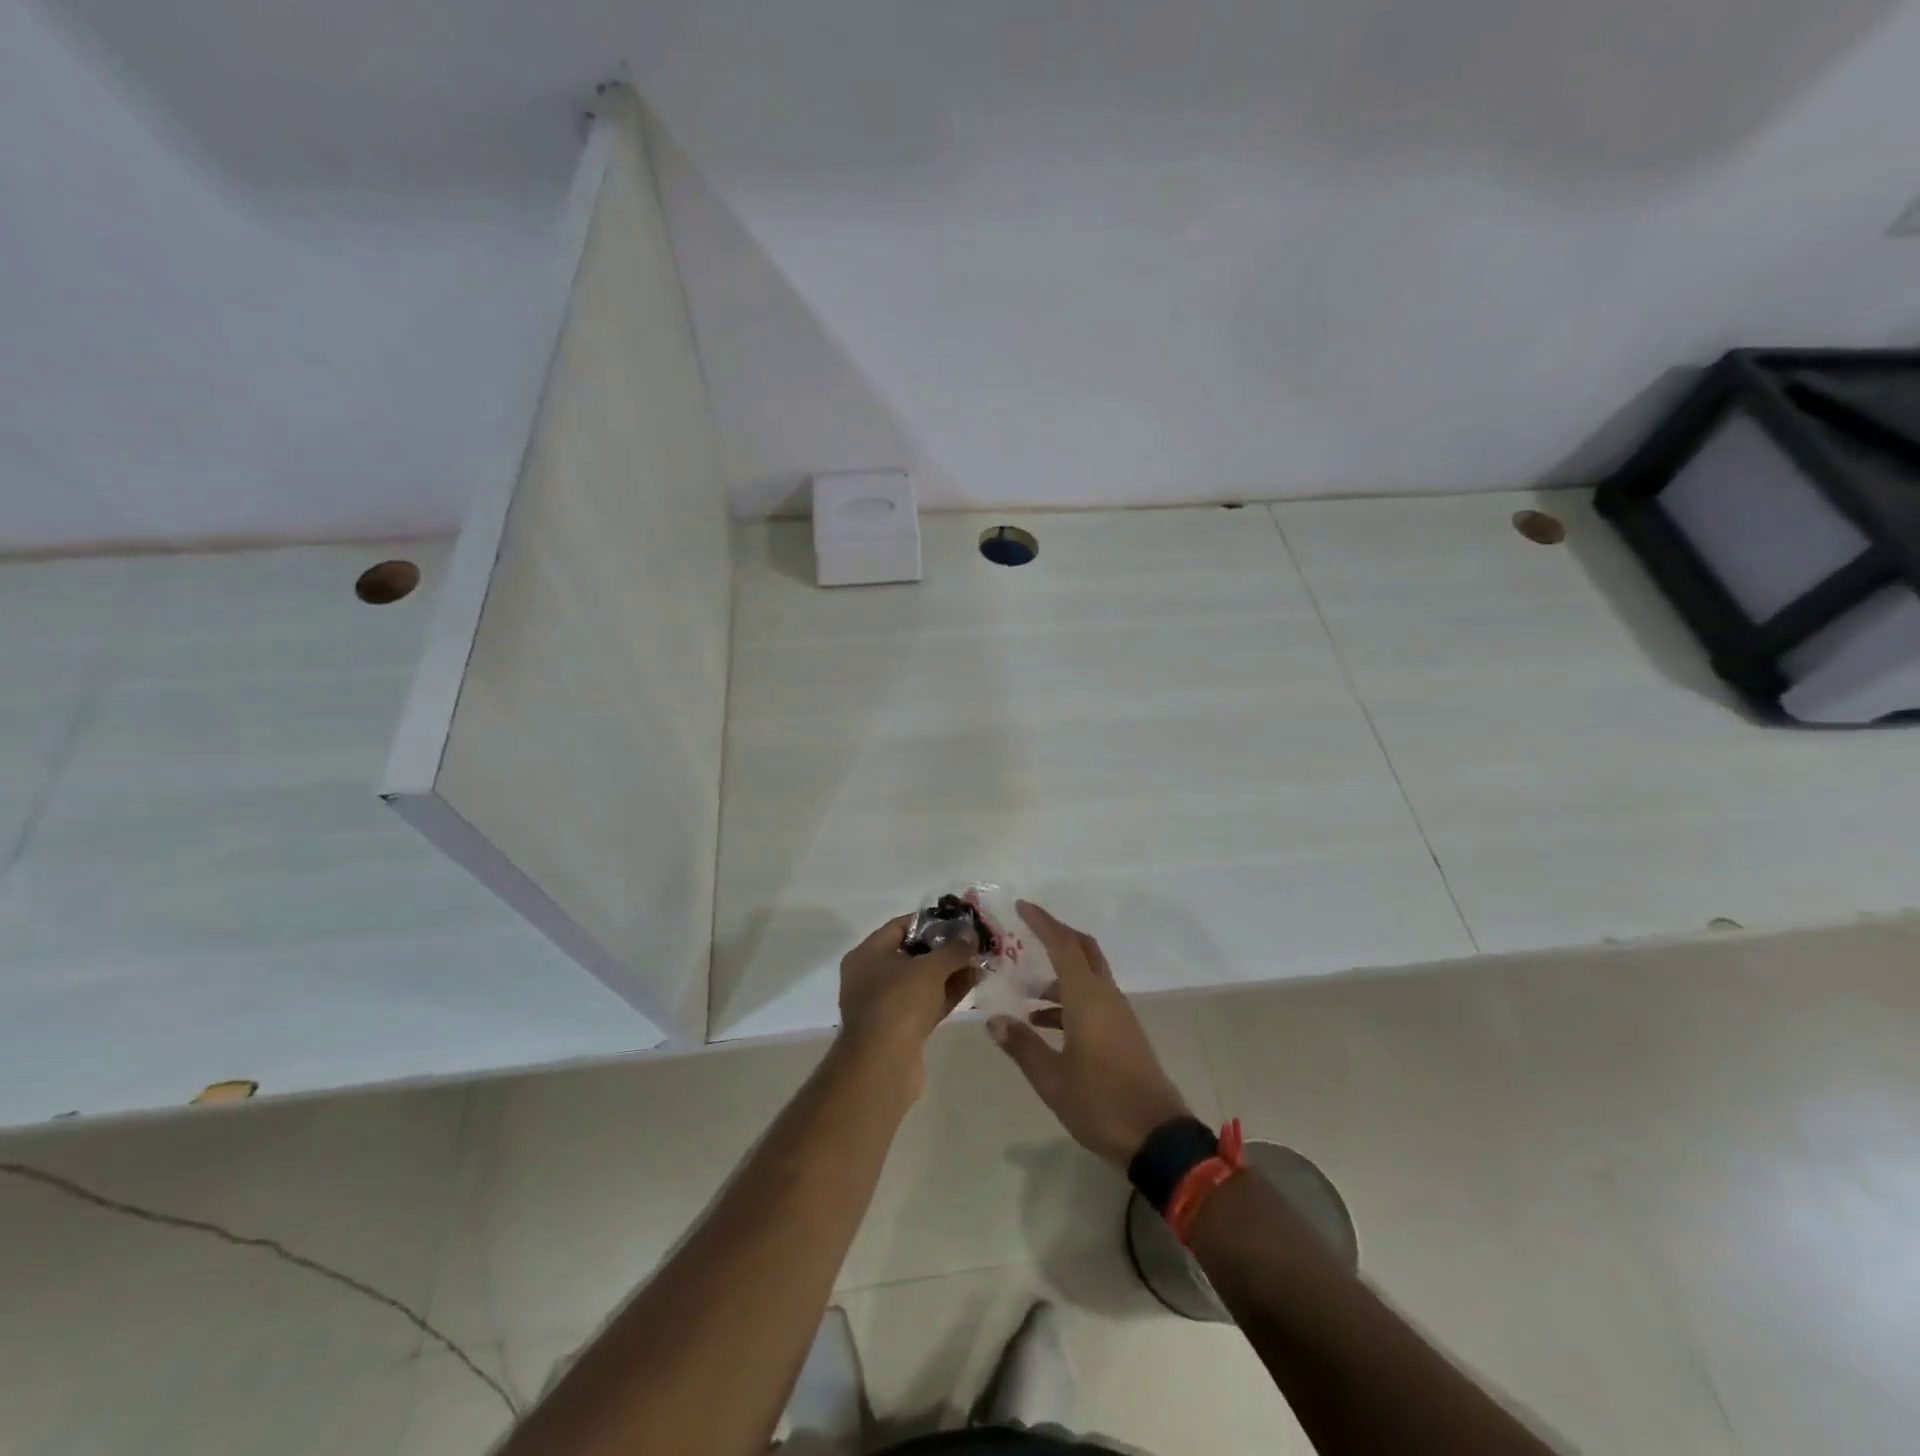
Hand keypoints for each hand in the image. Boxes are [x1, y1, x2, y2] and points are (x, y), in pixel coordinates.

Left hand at [838, 914, 979, 1069]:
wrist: (884, 1065)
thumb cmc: (900, 1002)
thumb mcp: (931, 968)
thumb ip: (953, 948)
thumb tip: (970, 936)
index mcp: (867, 954)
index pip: (900, 926)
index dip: (931, 921)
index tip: (959, 921)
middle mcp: (870, 976)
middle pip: (911, 953)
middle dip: (944, 948)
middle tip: (973, 942)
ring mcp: (884, 1005)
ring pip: (921, 981)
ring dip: (949, 972)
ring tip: (980, 961)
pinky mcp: (899, 1028)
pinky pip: (925, 1002)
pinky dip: (946, 993)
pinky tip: (973, 983)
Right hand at [987, 901, 1191, 1166]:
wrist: (1157, 1137)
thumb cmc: (1100, 1103)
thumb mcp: (1051, 1078)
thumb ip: (1022, 1045)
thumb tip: (995, 1020)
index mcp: (1088, 998)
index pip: (1063, 945)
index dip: (1043, 922)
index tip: (1022, 907)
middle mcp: (1106, 996)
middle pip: (1083, 950)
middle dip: (1057, 936)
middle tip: (1028, 933)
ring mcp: (1119, 1015)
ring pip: (1088, 977)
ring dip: (1059, 975)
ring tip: (1024, 991)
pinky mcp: (1124, 1033)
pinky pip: (1094, 1000)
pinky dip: (1069, 999)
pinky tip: (1045, 1023)